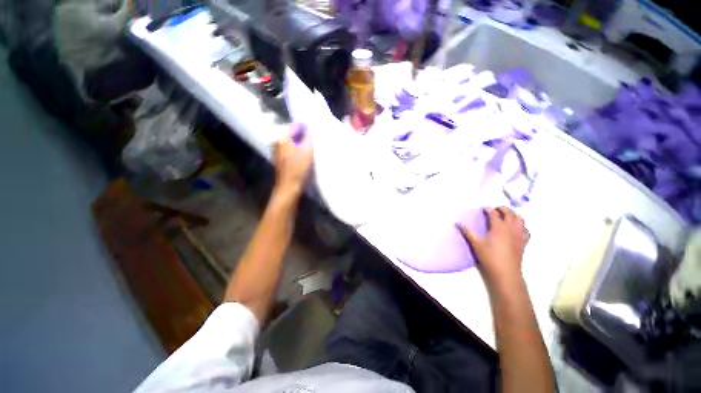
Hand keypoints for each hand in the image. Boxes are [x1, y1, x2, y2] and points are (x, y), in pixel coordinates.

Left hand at [273, 124, 313, 196]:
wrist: (289, 187)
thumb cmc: (298, 168)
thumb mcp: (307, 151)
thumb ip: (308, 138)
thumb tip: (308, 131)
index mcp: (282, 139)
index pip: (294, 127)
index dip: (305, 129)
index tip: (313, 134)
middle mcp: (277, 144)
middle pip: (292, 136)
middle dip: (303, 138)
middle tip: (313, 143)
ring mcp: (278, 153)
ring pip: (292, 145)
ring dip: (301, 146)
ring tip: (310, 151)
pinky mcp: (281, 161)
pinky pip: (291, 152)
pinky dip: (297, 153)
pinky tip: (304, 159)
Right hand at [458, 207, 529, 291]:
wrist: (505, 272)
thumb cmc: (489, 257)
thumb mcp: (476, 244)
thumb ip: (467, 232)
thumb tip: (458, 223)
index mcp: (499, 227)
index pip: (494, 214)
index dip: (489, 209)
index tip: (484, 208)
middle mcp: (511, 228)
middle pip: (510, 214)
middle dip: (503, 209)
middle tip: (496, 208)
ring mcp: (519, 235)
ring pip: (520, 220)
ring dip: (514, 215)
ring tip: (507, 215)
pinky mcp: (523, 242)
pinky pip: (525, 230)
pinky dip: (522, 226)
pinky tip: (517, 228)